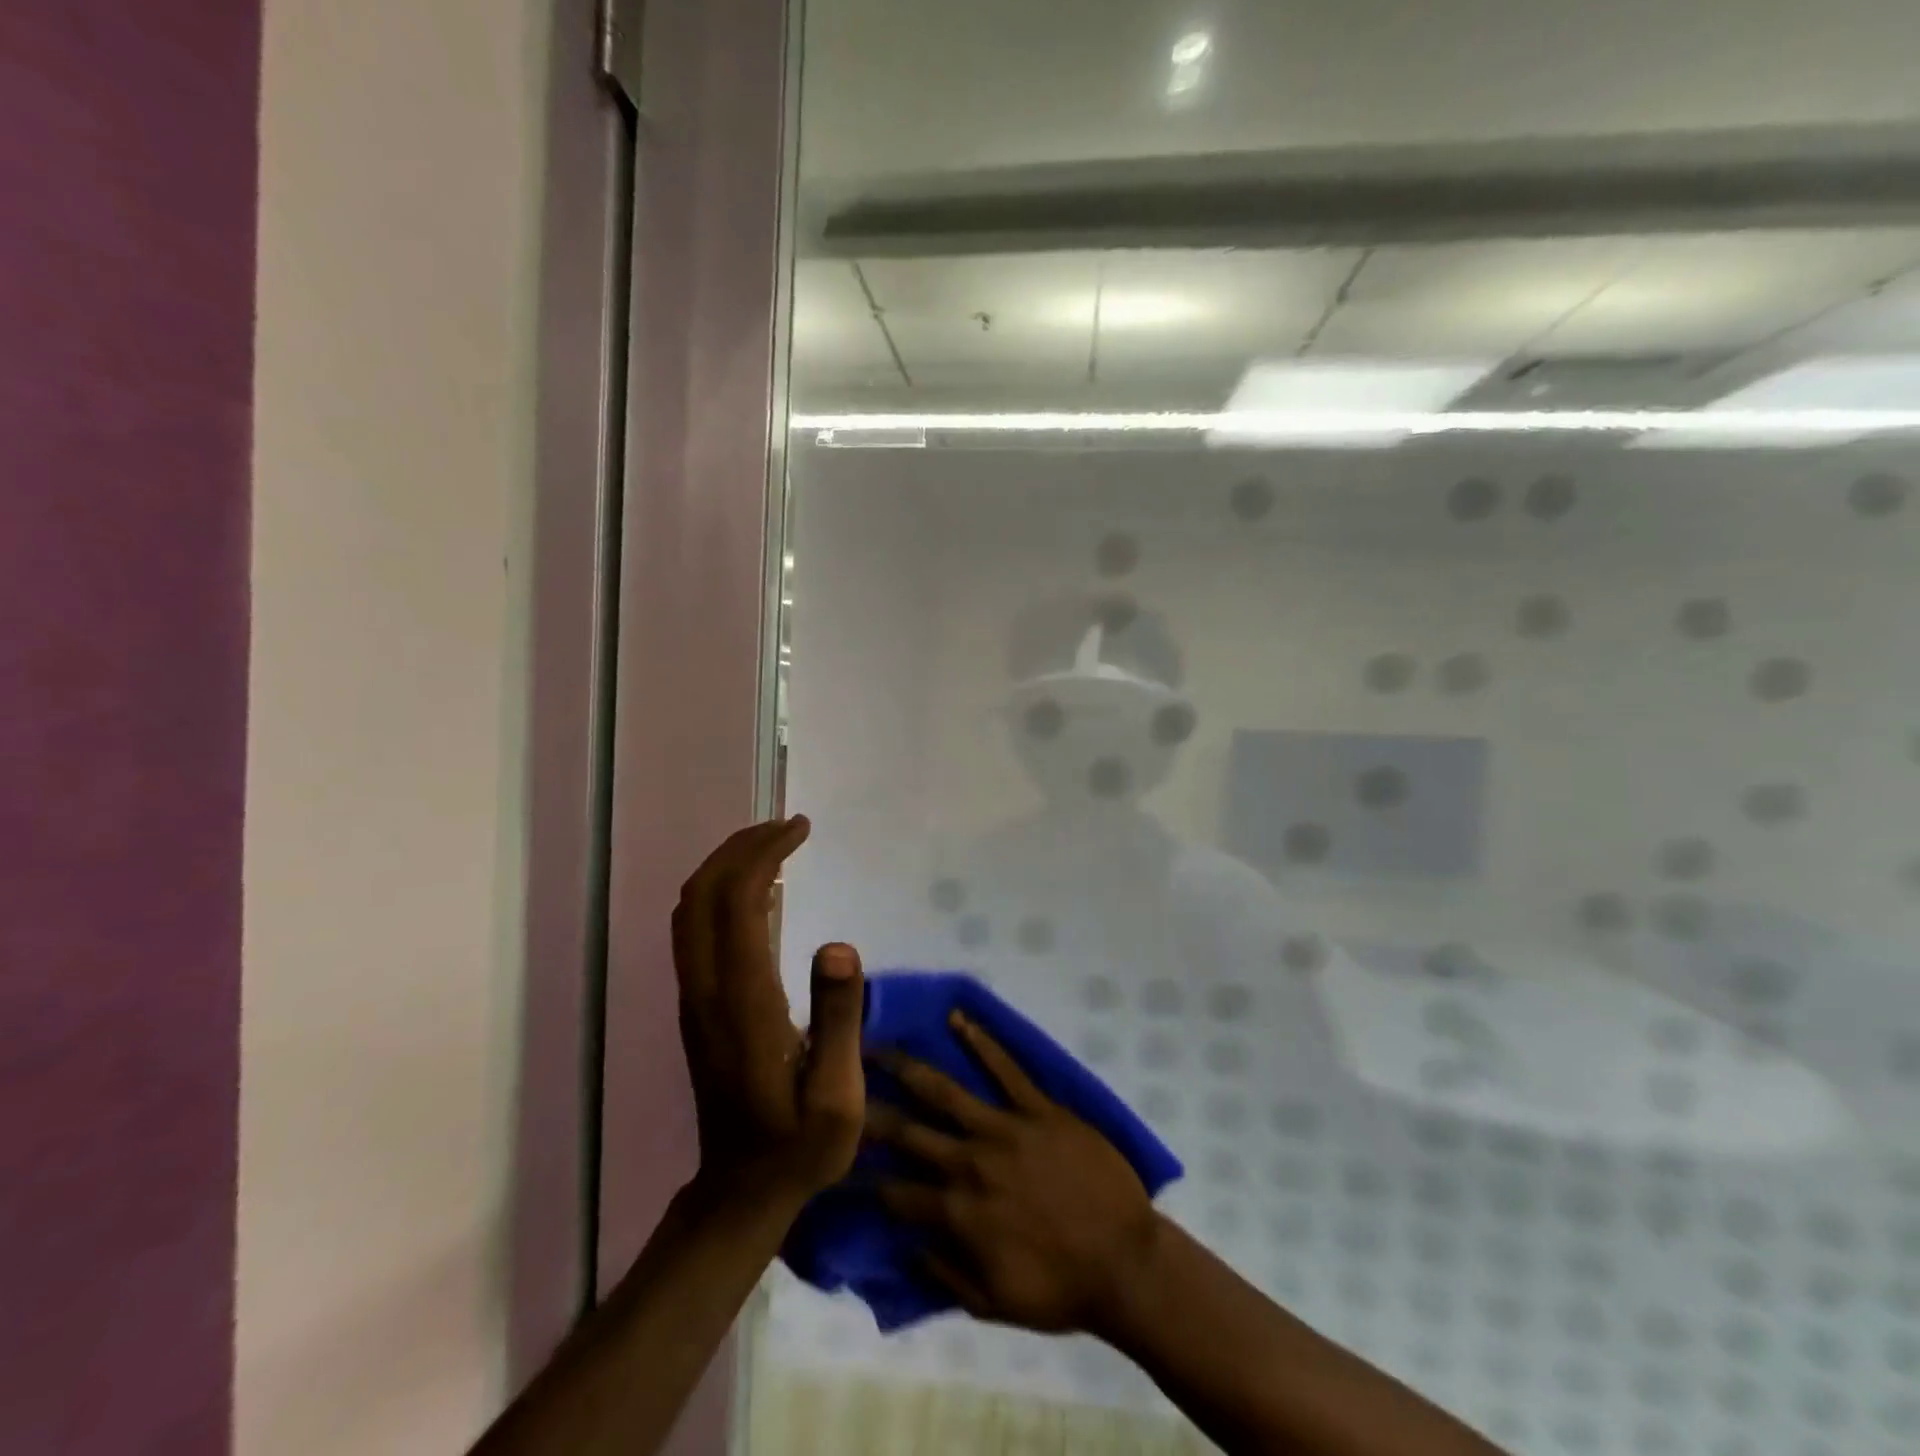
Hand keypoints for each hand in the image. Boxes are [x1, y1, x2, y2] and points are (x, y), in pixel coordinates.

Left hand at [673, 816, 864, 1204]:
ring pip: (691, 909)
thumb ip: (839, 1021)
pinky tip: (757, 891)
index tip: (800, 829)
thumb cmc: (799, 1147)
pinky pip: (694, 929)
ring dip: (726, 865)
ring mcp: (695, 997)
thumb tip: (839, 944)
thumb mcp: (838, 1099)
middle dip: (742, 847)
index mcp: (744, 1002)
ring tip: (774, 847)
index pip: (739, 902)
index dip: (765, 854)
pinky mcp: (696, 1006)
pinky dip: (720, 891)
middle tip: (789, 827)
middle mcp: (708, 989)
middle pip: (704, 893)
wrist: (740, 1192)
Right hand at [867, 1012, 1161, 1334]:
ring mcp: (1005, 1129)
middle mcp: (971, 1163)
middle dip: (870, 1110)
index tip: (838, 1158)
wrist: (1125, 1262)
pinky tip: (958, 1018)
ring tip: (877, 1045)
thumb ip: (945, 1274)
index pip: (896, 1190)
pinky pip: (1006, 1068)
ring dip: (908, 1067)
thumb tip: (907, 1242)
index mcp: (958, 1212)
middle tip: (839, 1084)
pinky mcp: (1039, 1108)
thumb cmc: (1060, 1287)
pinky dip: (981, 1041)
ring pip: (945, 1091)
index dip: (865, 1176)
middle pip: (909, 1132)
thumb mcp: (994, 1303)